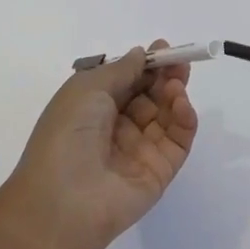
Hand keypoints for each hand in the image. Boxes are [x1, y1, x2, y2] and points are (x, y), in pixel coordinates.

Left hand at [3, 42, 198, 248]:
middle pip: (149, 97)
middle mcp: (116, 128)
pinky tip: (182, 104)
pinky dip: (184, 119)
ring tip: (176, 85)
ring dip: (174, 95)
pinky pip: (178, 140)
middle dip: (165, 76)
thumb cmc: (67, 135)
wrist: (64, 200)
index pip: (126, 82)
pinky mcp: (159, 171)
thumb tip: (141, 55)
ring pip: (166, 116)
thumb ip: (120, 70)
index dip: (145, 65)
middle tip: (180, 62)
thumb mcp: (87, 89)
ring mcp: (139, 151)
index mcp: (92, 108)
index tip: (164, 48)